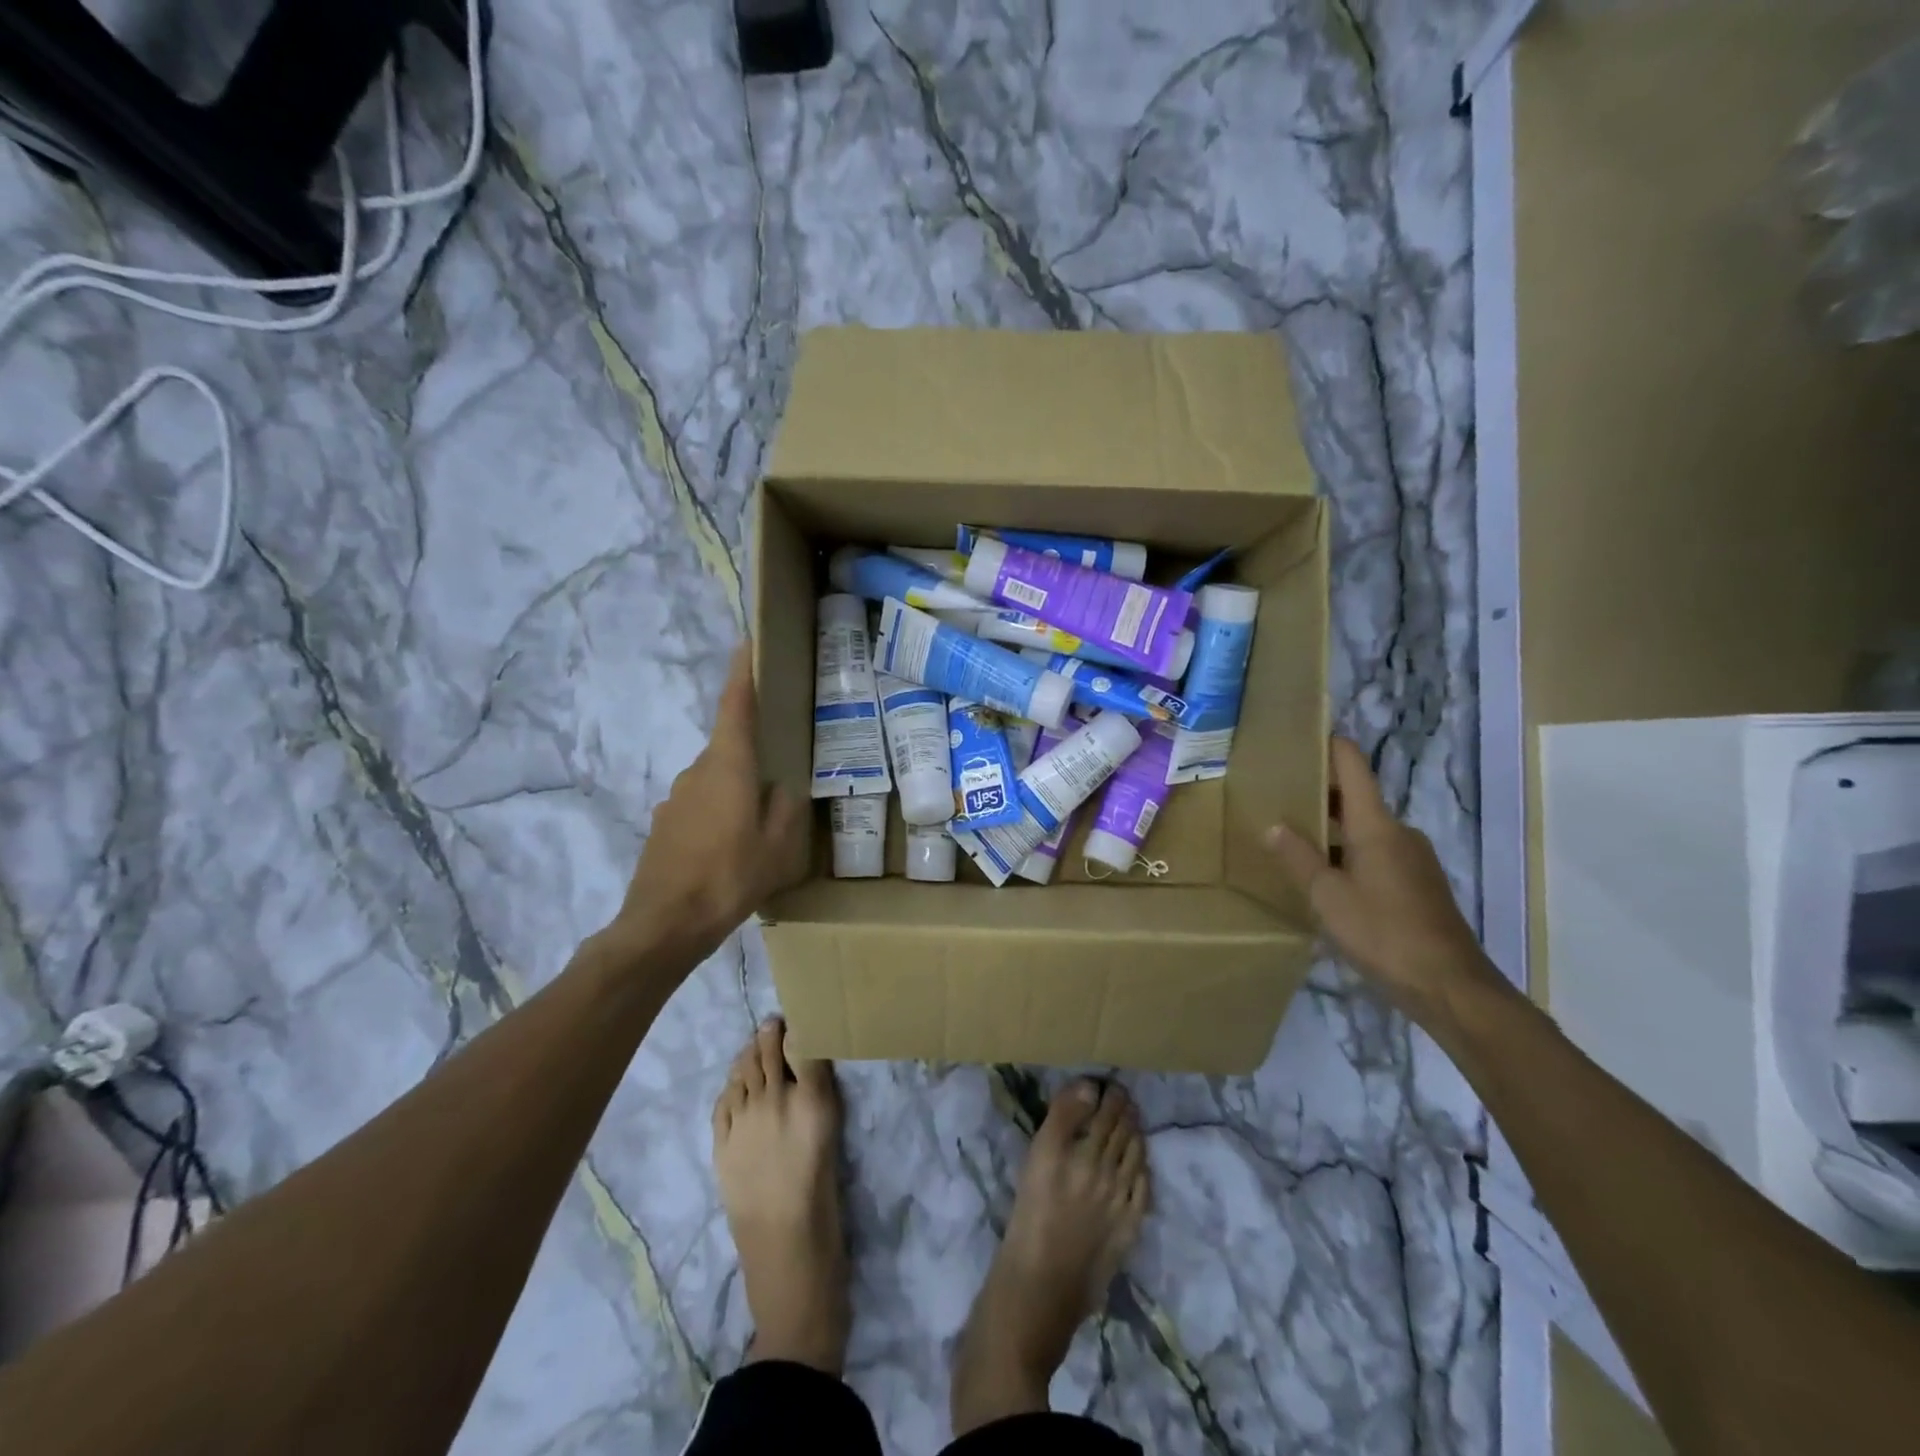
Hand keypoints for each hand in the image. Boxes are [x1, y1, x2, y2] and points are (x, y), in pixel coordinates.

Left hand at [605, 645, 807, 963]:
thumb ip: (786, 807)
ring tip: (757, 828)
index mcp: (727, 766)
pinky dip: (717, 816)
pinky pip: (699, 807)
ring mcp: (674, 798)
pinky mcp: (663, 824)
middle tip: (779, 779)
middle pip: (728, 748)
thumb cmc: (730, 875)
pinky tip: (729, 850)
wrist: (664, 924)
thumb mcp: (778, 845)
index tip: (746, 643)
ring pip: (715, 781)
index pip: (734, 705)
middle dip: (753, 756)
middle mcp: (696, 772)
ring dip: (736, 792)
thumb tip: (781, 786)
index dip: (741, 672)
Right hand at [1265, 737, 1504, 1025]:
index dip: (1330, 746)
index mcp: (1376, 825)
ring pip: (1365, 829)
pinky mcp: (1417, 884)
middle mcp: (1398, 832)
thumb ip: (1298, 858)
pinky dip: (1348, 852)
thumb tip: (1273, 826)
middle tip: (1277, 792)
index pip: (1353, 768)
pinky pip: (1376, 853)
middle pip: (1356, 797)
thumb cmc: (1383, 932)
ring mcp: (1412, 858)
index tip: (1301, 735)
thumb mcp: (1327, 896)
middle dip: (1319, 792)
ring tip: (1292, 834)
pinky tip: (1324, 875)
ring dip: (1331, 827)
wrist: (1449, 985)